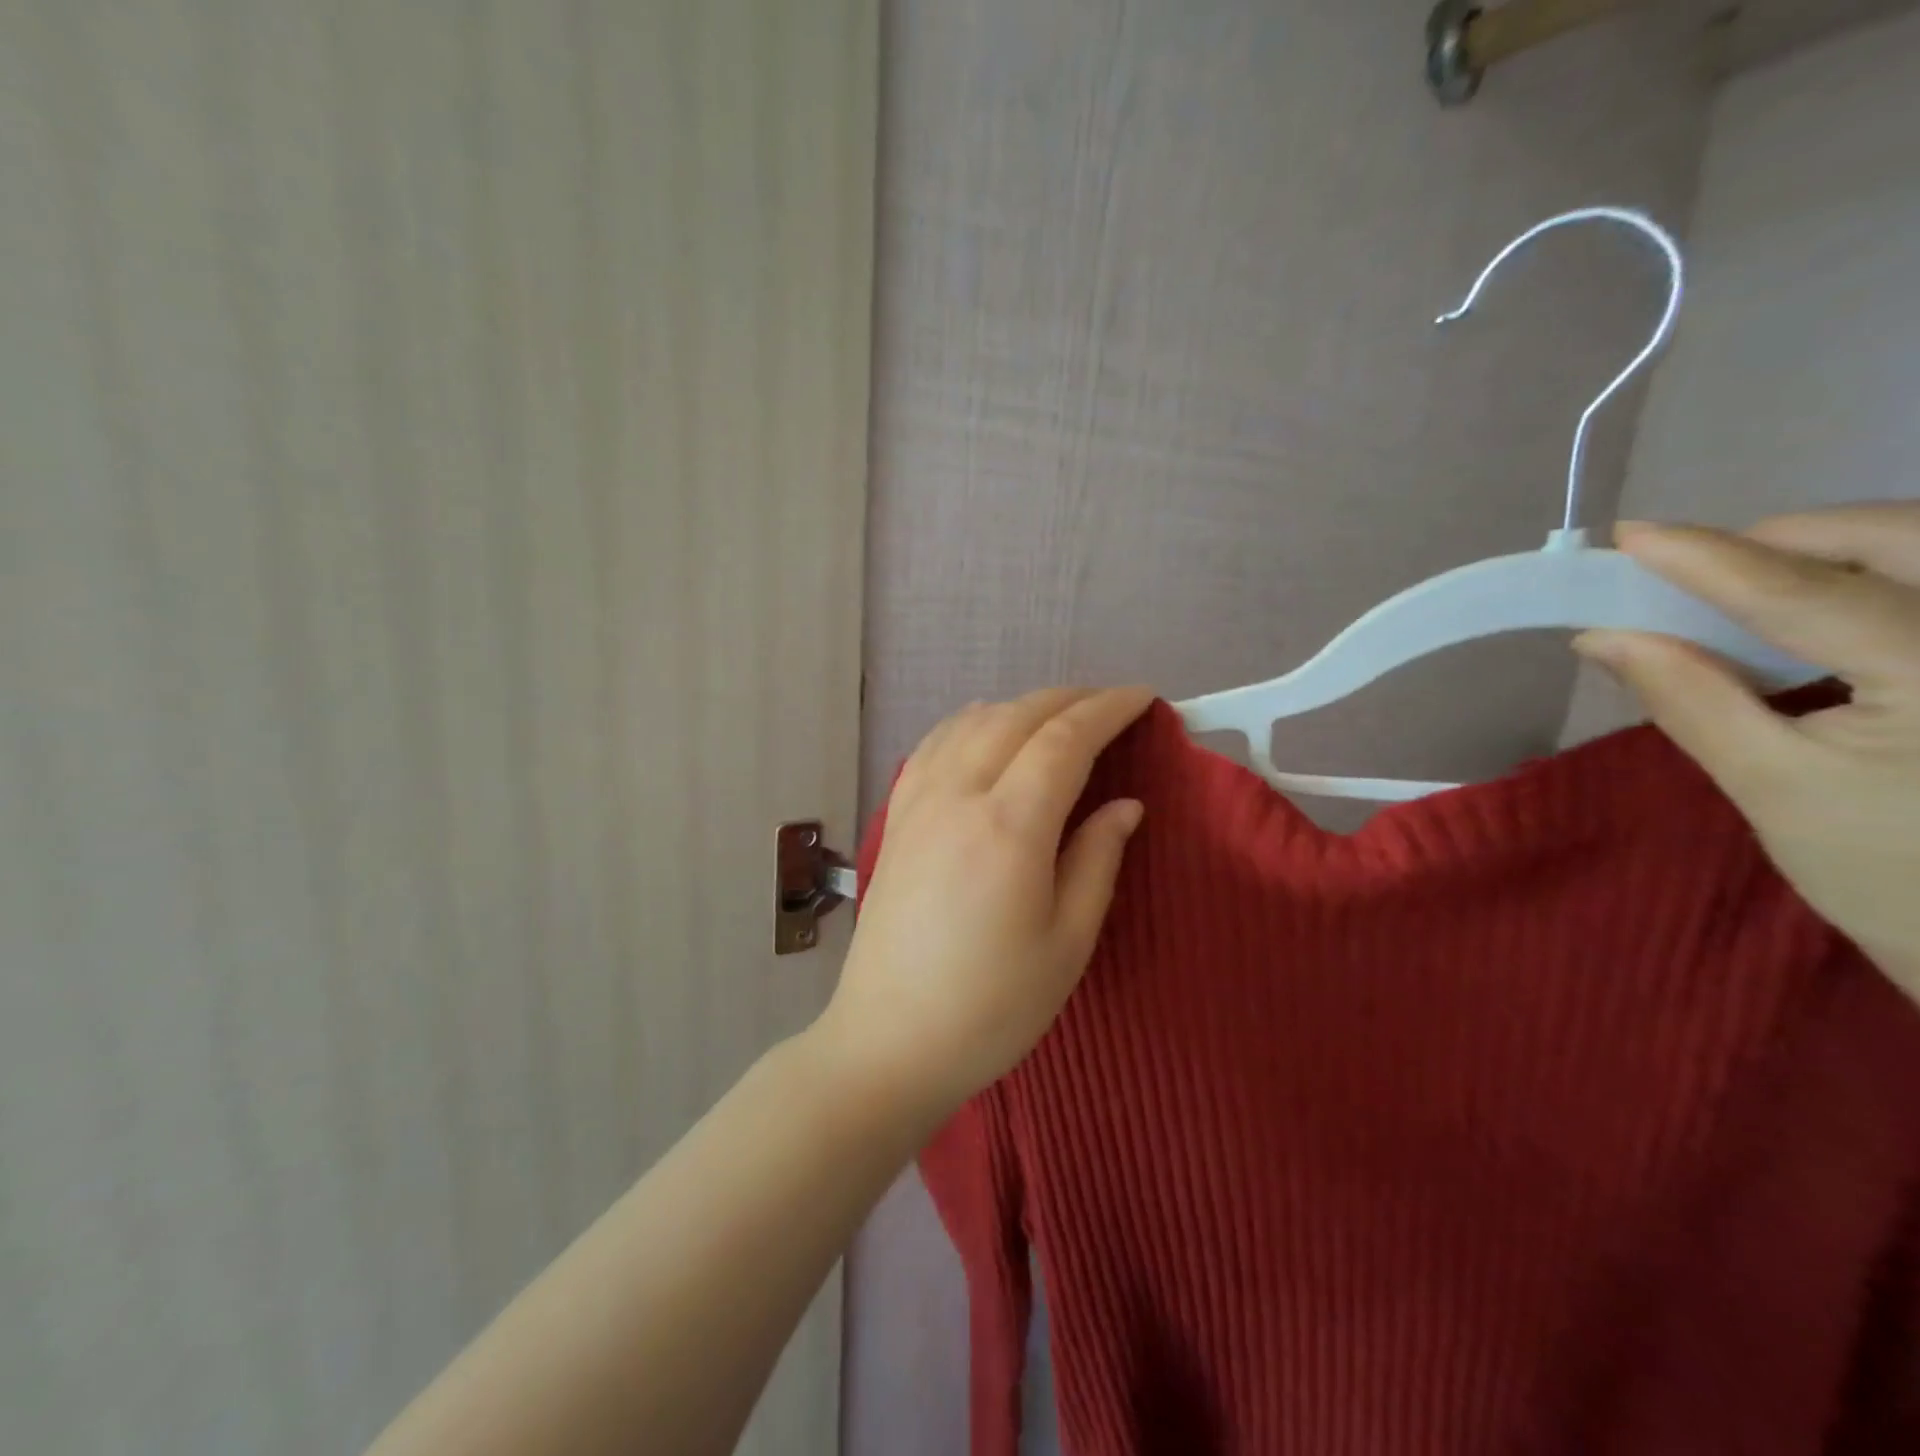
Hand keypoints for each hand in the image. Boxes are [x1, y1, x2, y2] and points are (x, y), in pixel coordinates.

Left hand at [816, 687, 1153, 1126]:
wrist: (889, 1040)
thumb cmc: (991, 1006)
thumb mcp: (1067, 942)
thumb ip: (1097, 860)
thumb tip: (1125, 804)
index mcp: (1009, 825)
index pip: (1065, 739)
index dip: (1108, 710)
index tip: (1144, 697)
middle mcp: (957, 795)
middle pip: (1017, 716)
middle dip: (1070, 699)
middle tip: (1110, 704)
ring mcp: (917, 802)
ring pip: (972, 722)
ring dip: (1021, 706)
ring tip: (1057, 715)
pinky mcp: (895, 818)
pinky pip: (934, 745)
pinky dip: (970, 722)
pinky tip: (984, 729)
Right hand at [1574, 503, 1919, 994]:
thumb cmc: (1899, 882)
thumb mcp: (1775, 790)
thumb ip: (1689, 699)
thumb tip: (1602, 637)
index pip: (1804, 592)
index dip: (1706, 559)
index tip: (1630, 536)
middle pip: (1898, 535)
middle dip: (1786, 538)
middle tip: (1699, 571)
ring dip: (1832, 554)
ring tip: (1752, 592)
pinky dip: (1873, 578)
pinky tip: (1822, 616)